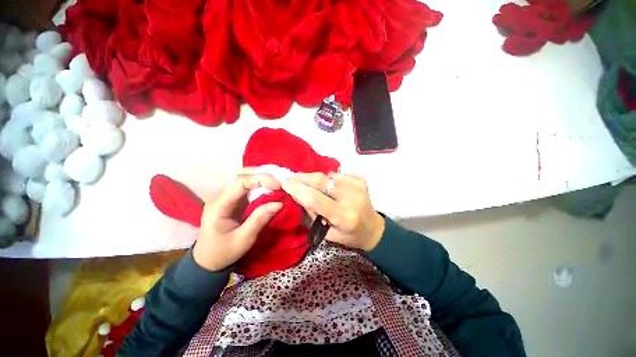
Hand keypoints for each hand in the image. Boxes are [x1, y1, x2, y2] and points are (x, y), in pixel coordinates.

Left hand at [193, 173, 282, 270]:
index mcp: (219, 205)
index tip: (278, 186)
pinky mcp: (233, 200)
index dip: (260, 179)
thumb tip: (279, 203)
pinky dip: (261, 184)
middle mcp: (221, 196)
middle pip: (242, 175)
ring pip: (245, 178)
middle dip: (262, 175)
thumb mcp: (243, 240)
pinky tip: (271, 187)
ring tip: (278, 182)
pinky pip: (248, 187)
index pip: (240, 183)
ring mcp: (227, 196)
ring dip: (262, 177)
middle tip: (280, 181)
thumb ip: (259, 220)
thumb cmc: (223, 252)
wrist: (208, 261)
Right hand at [282, 173, 384, 250]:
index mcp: (343, 216)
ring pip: (328, 175)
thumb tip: (298, 194)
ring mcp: (357, 186)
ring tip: (310, 184)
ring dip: (315, 178)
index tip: (285, 182)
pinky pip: (337, 175)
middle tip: (292, 177)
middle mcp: (351, 198)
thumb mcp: (328, 233)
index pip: (315, 198)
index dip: (298, 189)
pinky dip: (329, 179)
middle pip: (322, 181)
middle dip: (303, 177)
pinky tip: (329, 186)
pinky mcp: (360, 179)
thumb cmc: (350, 235)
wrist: (373, 228)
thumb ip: (313, 214)